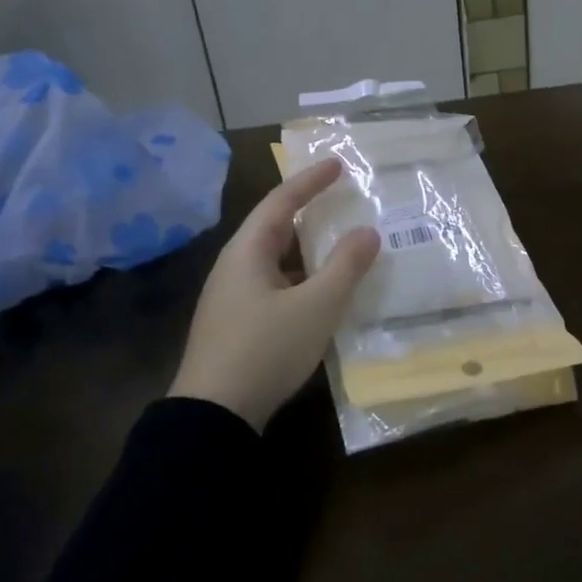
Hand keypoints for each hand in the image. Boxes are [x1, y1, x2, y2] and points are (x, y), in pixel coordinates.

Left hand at [170, 159, 379, 431]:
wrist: (213, 417)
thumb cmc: (265, 349)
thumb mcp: (316, 306)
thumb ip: (345, 266)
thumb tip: (368, 232)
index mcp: (247, 252)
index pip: (282, 201)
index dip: (310, 181)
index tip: (337, 164)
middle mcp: (235, 267)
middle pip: (276, 228)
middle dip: (309, 212)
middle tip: (342, 200)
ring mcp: (232, 298)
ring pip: (276, 260)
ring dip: (307, 250)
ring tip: (340, 245)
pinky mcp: (236, 324)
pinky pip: (274, 285)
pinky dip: (301, 278)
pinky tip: (321, 294)